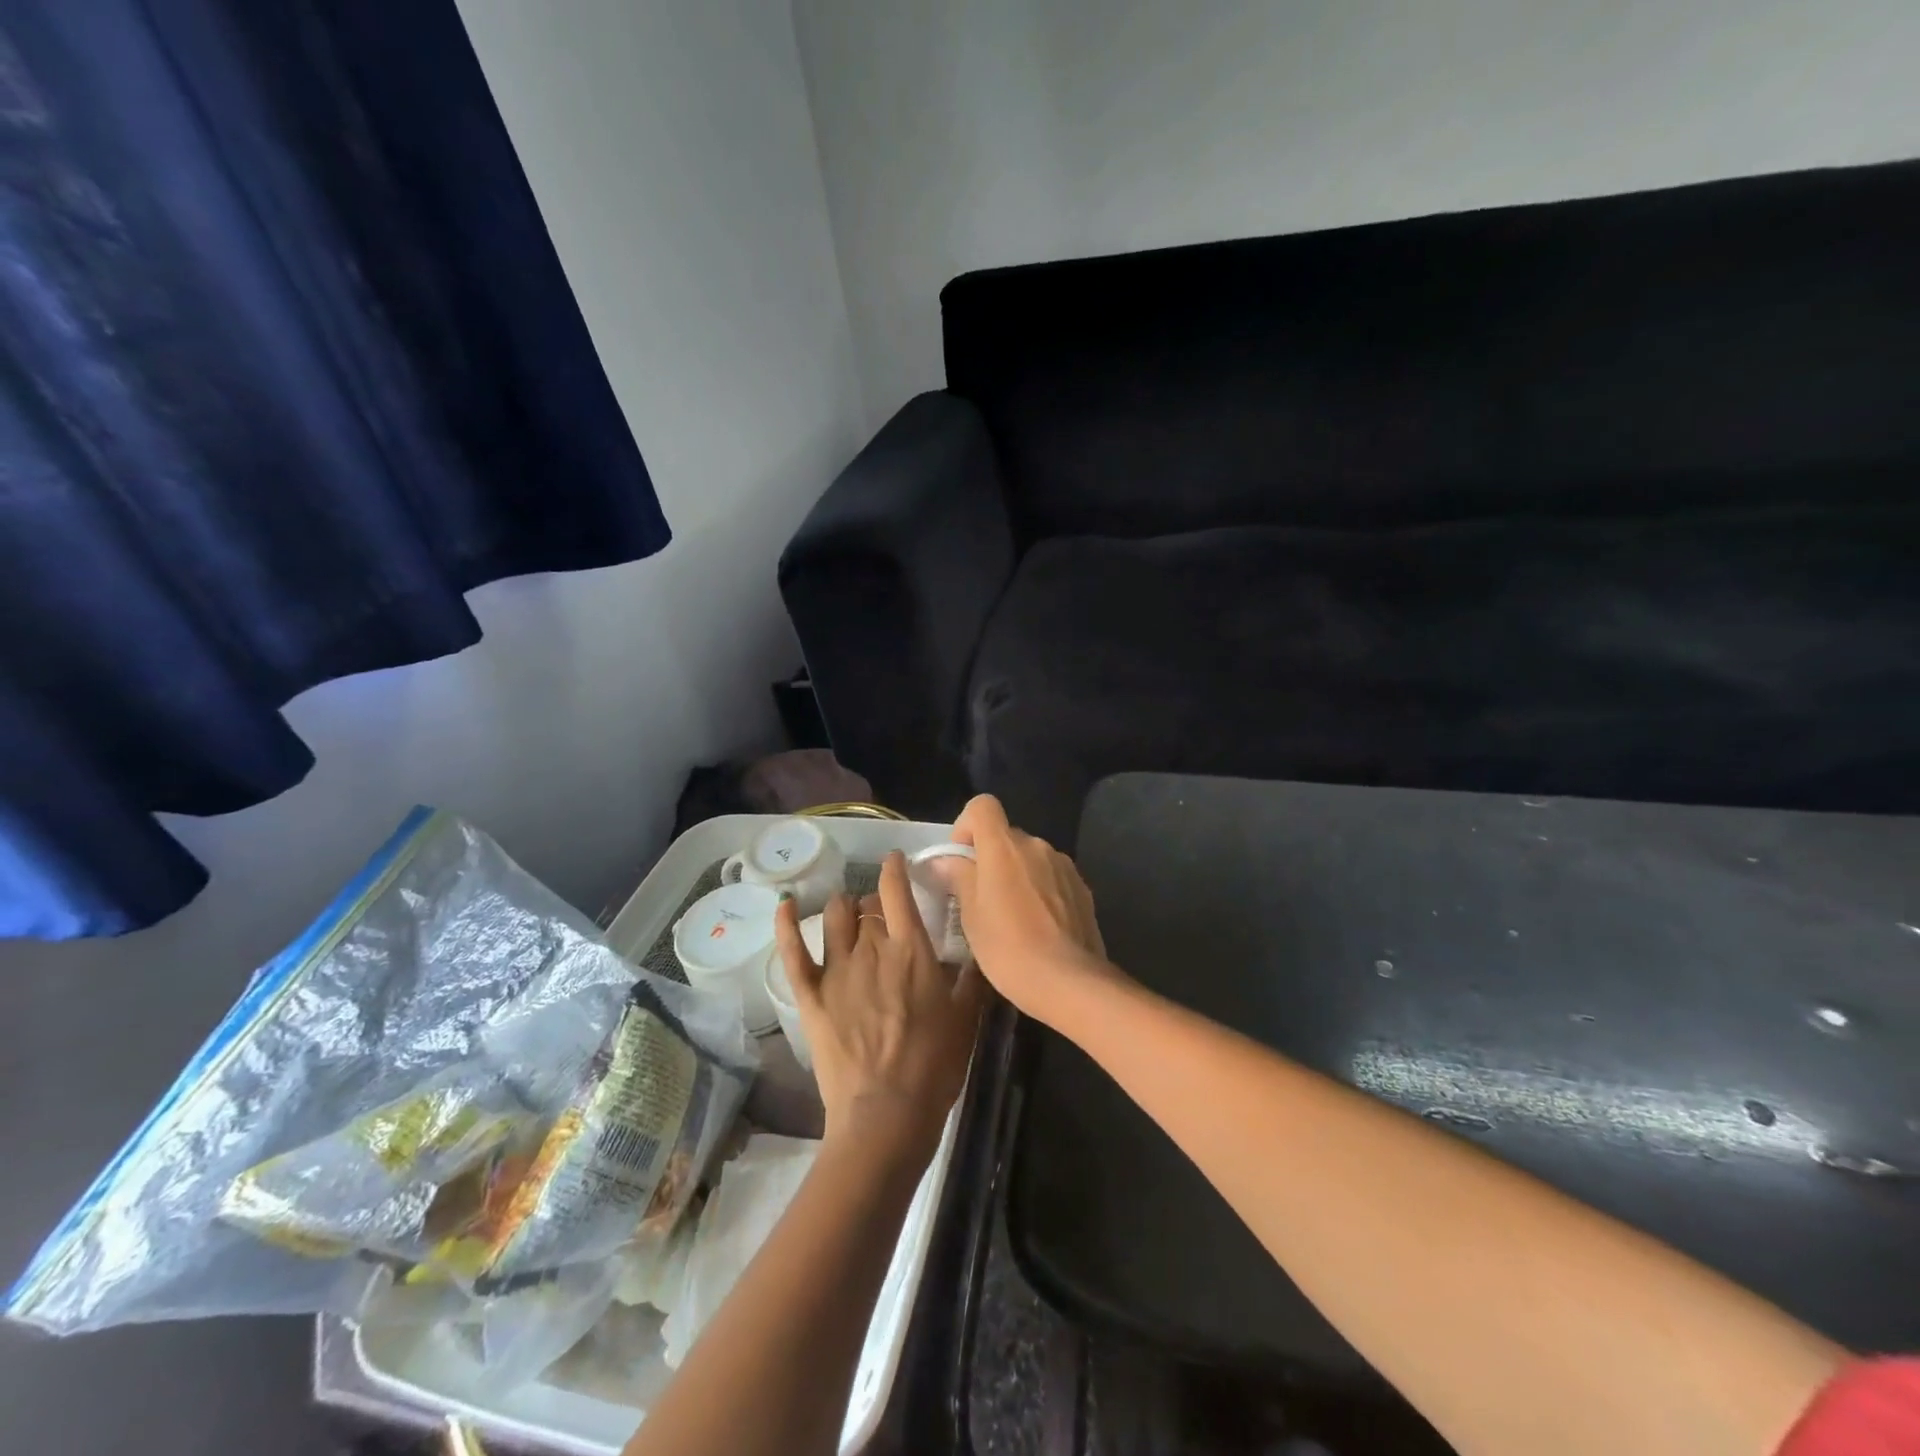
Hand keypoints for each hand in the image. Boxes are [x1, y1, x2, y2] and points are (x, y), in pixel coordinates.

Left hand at [774, 852, 987, 1160]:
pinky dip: (786, 925)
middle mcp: (871, 948)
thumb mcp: (967, 1017)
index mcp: (911, 949)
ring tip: (849, 916)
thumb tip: (976, 950)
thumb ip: (971, 977)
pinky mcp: (810, 994)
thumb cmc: (934, 1065)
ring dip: (843, 909)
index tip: (894, 859)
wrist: (886, 1113)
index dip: (893, 868)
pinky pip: (792, 950)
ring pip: (834, 916)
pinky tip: (784, 905)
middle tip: (883, 916)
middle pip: (866, 905)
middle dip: (874, 902)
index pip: (897, 891)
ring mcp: (837, 969)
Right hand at [947, 794, 1120, 1023]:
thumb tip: (946, 861)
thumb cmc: (1009, 948)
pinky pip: (1052, 877)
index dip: (967, 825)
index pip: (983, 806)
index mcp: (1004, 846)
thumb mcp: (971, 916)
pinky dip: (1040, 890)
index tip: (962, 859)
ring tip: (1012, 916)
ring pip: (1031, 858)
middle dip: (991, 858)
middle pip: (1006, 836)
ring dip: (1017, 875)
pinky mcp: (1083, 888)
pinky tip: (1039, 926)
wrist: (1070, 981)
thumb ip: (959, 878)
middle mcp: (1036, 845)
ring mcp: (1064, 865)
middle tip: (981, 898)